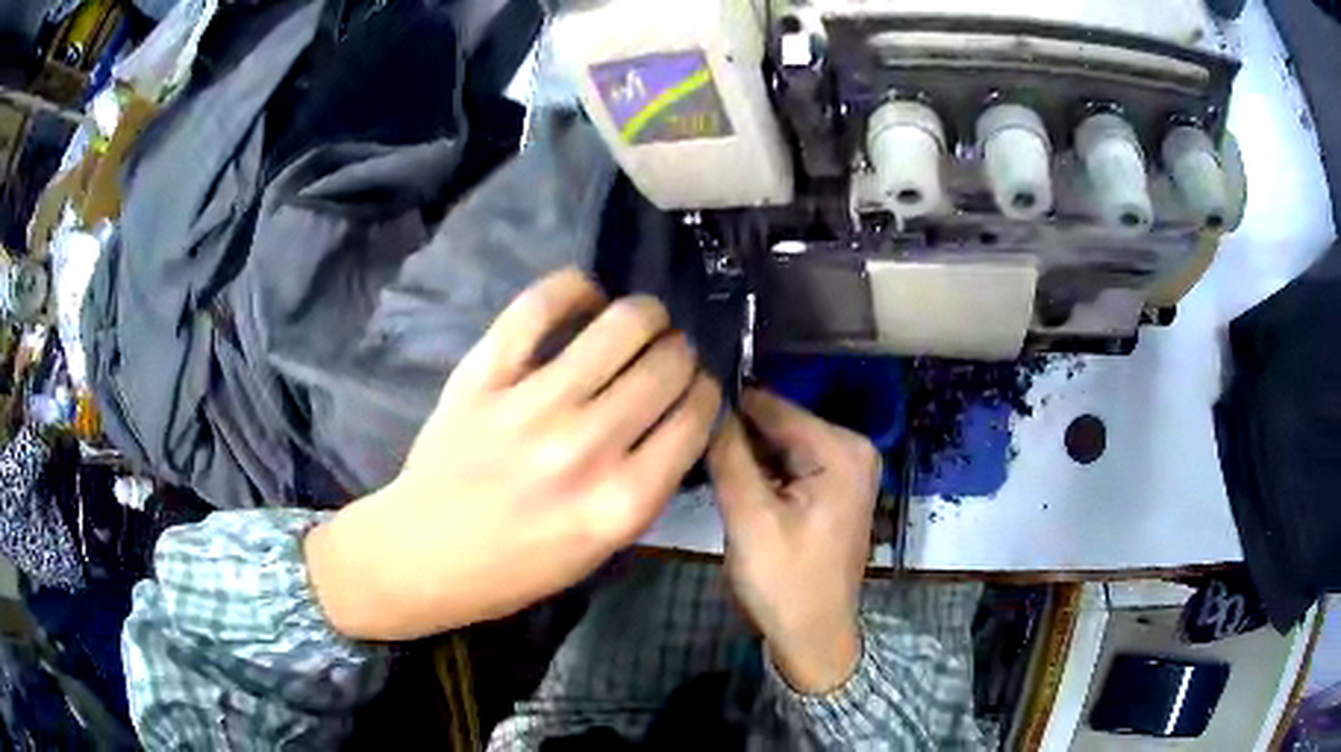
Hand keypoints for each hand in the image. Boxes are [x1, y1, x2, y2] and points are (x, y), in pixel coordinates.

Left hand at [305, 269, 720, 640]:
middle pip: (668, 364)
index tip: (695, 389)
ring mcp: (531, 404)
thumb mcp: (602, 547)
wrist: (423, 554)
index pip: (696, 417)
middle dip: (681, 353)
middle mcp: (586, 447)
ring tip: (639, 322)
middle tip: (666, 356)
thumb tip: (680, 414)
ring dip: (645, 315)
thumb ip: (647, 484)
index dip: (705, 393)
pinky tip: (586, 298)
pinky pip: (541, 304)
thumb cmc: (516, 566)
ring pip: (622, 324)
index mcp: (621, 502)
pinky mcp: (484, 374)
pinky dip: (575, 288)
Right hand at [708, 389, 880, 693]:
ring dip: (743, 453)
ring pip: (778, 443)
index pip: (771, 406)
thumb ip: (728, 454)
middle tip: (687, 446)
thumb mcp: (750, 518)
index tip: (678, 407)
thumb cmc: (785, 582)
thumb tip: (706, 402)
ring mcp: (845, 467)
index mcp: (841, 449)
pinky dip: (759, 470)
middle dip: (734, 434)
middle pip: (777, 423)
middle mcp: (852, 447)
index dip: (724, 406)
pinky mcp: (833, 487)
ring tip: (700, 462)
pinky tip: (731, 482)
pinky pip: (788, 463)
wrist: (812, 635)